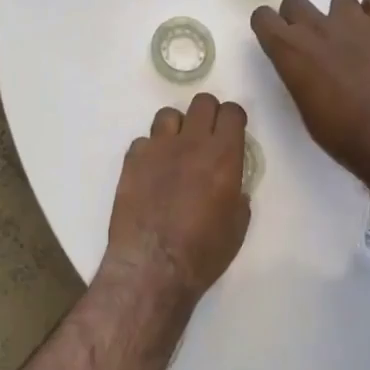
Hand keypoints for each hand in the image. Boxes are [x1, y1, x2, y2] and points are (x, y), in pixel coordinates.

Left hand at [105, 93, 251, 303]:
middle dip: (208, 114)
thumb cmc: (203, 252)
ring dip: (176, 128)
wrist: (153, 266)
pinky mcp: (132, 161)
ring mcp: (158, 149)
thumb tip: (231, 188)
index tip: (233, 131)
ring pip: (168, 115)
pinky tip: (151, 172)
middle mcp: (192, 143)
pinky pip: (143, 141)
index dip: (234, 118)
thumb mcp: (237, 226)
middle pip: (201, 102)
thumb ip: (237, 196)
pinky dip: (150, 151)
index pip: (232, 113)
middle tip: (207, 136)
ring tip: (176, 151)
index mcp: (224, 156)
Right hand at [250, 0, 369, 178]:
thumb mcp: (304, 107)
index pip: (263, 17)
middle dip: (300, 19)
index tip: (278, 38)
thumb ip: (299, 76)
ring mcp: (353, 20)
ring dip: (342, 16)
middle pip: (295, 2)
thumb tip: (307, 69)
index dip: (269, 26)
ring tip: (355, 40)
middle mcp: (316, 26)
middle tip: (316, 43)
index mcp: (289, 50)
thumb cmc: (340, 131)